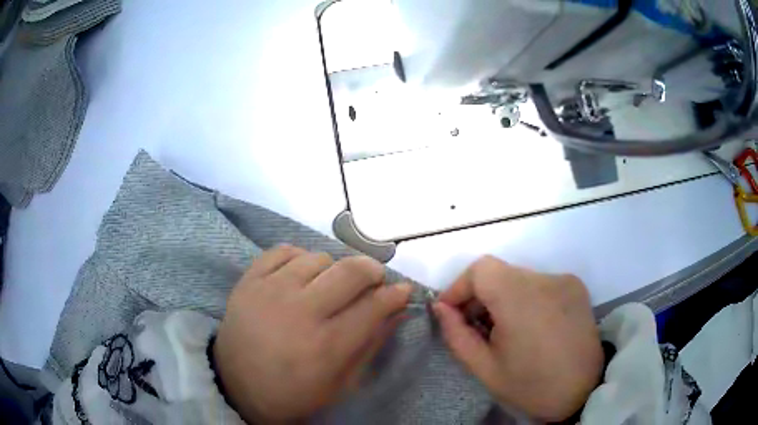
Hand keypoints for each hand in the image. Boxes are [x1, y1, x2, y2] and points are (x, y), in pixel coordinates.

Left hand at [214, 246, 411, 422]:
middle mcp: (299, 312)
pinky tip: (300, 277)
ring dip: (333, 269)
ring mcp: (269, 291)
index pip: (374, 306)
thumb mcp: (340, 384)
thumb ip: (371, 345)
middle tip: (373, 280)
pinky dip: (300, 258)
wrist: (236, 385)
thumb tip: (398, 311)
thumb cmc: (293, 393)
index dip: (396, 294)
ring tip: (329, 286)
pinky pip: (284, 250)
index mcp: (325, 346)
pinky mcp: (248, 281)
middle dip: (372, 270)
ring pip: (319, 257)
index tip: (403, 290)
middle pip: (350, 271)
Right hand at [432, 256, 602, 421]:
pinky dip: (525, 298)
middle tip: (477, 328)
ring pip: (518, 277)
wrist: (584, 391)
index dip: (460, 286)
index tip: (452, 313)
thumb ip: (457, 335)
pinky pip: (539, 283)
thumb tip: (441, 308)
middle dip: (480, 296)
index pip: (481, 269)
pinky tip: (531, 326)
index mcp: (521, 300)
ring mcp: (564, 280)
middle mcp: (546, 280)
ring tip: (505, 330)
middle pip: (500, 272)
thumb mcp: (485, 369)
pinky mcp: (576, 286)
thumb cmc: (531, 386)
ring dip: (503, 297)